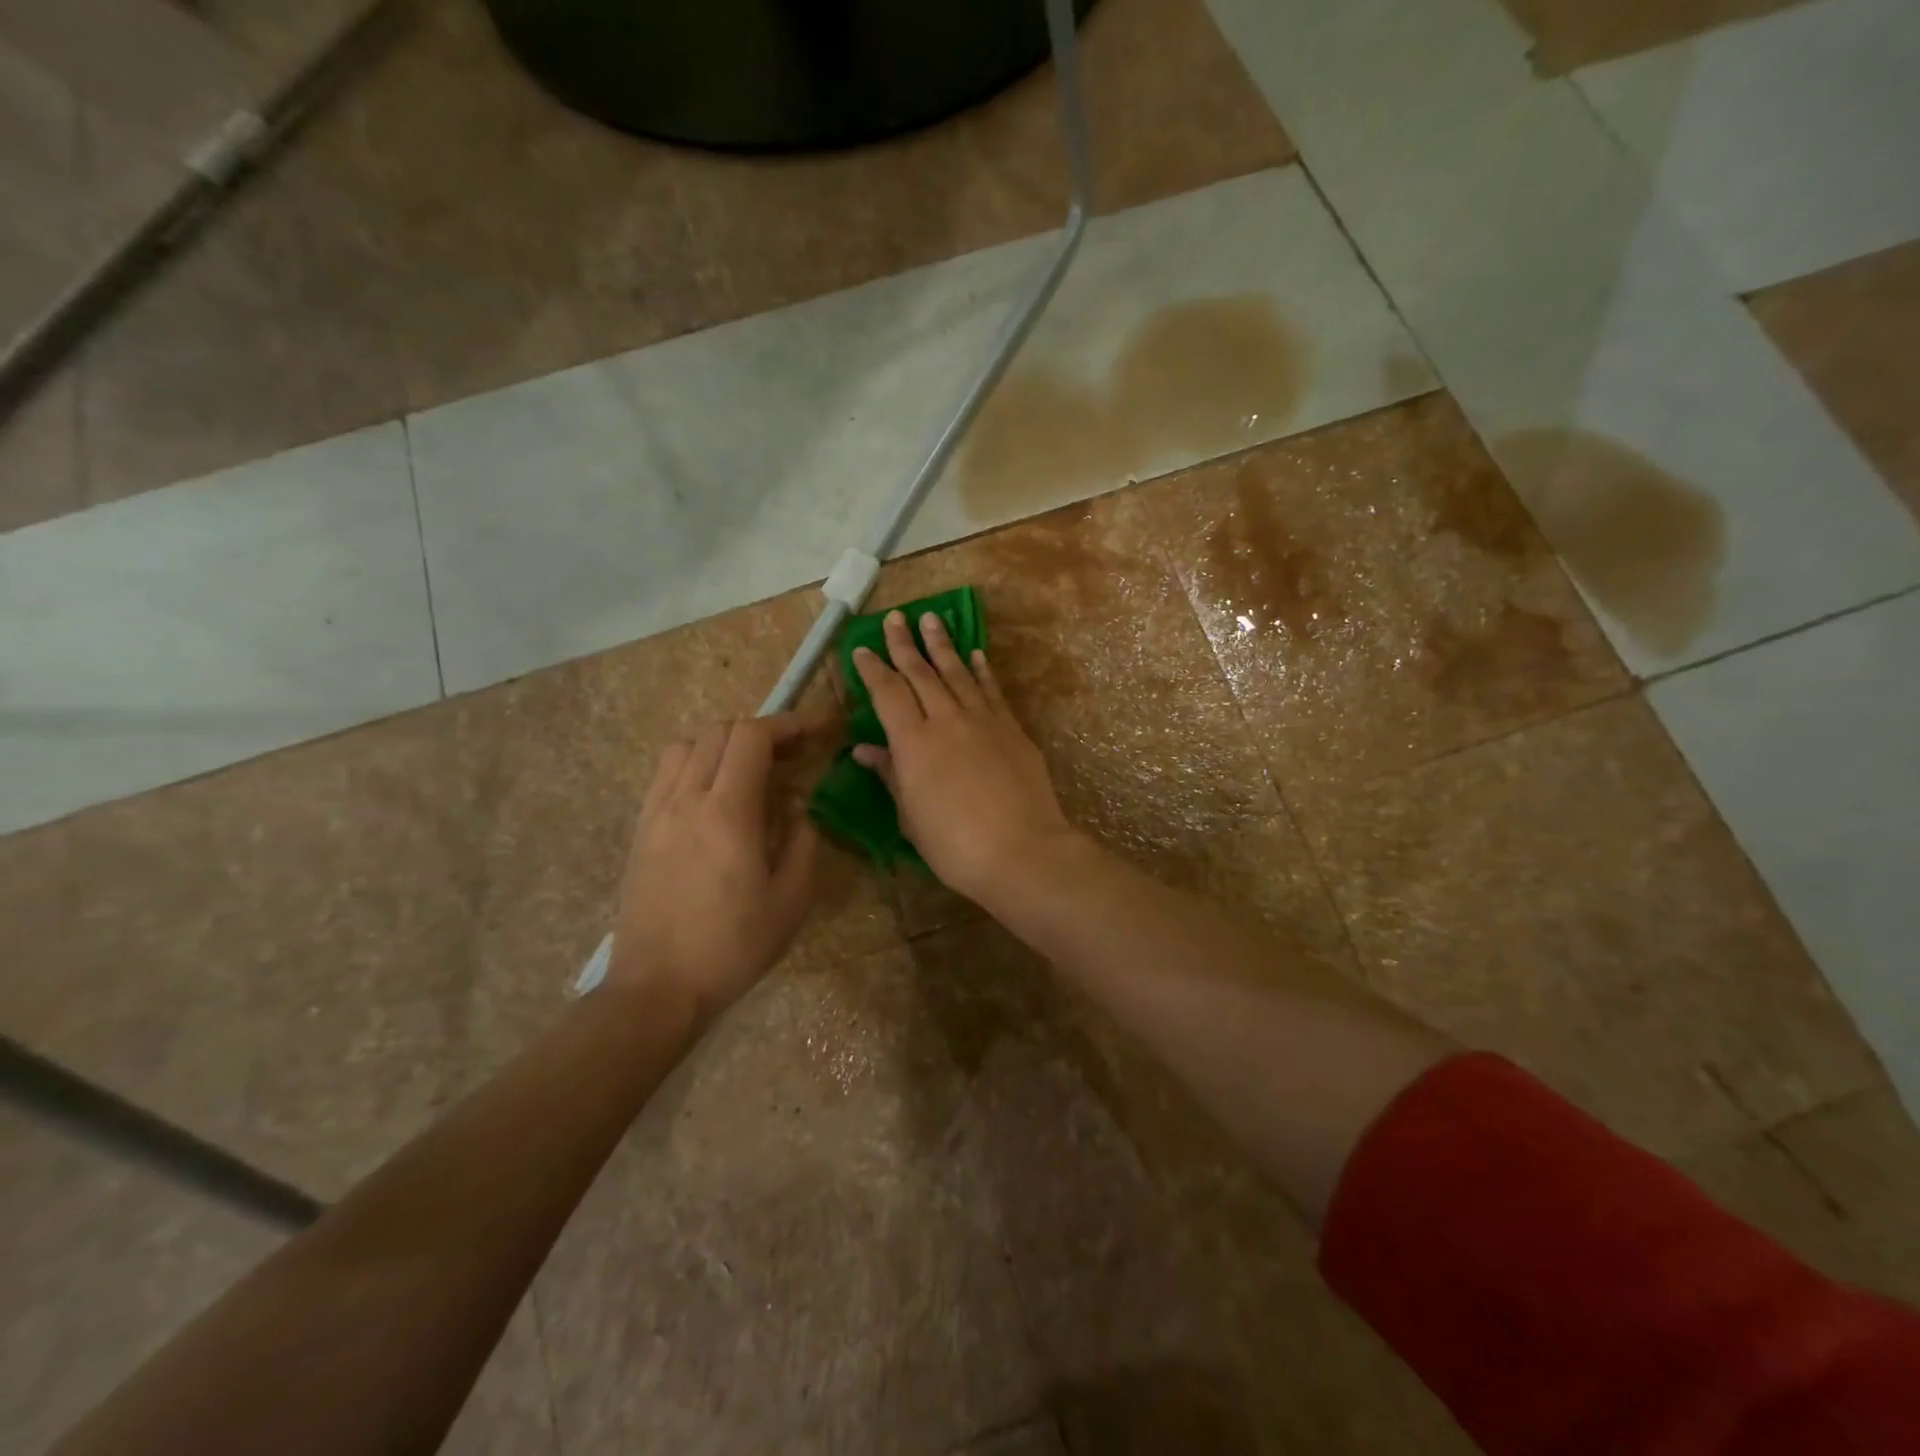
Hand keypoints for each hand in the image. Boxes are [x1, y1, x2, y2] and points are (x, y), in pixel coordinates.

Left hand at [608, 715, 819, 1022]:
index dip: (790, 724)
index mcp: (728, 812)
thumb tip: (794, 804)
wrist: (659, 987)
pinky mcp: (641, 828)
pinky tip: (716, 793)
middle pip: (722, 731)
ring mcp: (657, 811)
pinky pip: (667, 772)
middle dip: (764, 731)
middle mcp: (687, 799)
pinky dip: (697, 762)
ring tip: (752, 771)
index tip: (819, 731)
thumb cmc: (733, 946)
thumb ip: (802, 839)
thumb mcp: (791, 899)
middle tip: (794, 754)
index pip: (754, 737)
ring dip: (726, 744)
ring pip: (689, 744)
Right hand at [852, 609, 1077, 901]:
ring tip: (932, 619)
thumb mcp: (911, 815)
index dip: (873, 670)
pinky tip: (975, 654)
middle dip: (905, 643)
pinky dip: (981, 670)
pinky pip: (992, 690)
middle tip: (896, 617)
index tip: (862, 649)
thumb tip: (865, 750)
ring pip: (957, 672)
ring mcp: (983, 720)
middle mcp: (947, 720)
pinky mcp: (1012, 729)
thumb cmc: (955, 844)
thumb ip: (891, 775)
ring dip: (942, 644)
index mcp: (914, 742)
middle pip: (922, 672)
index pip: (888, 693)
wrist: (1021, 850)